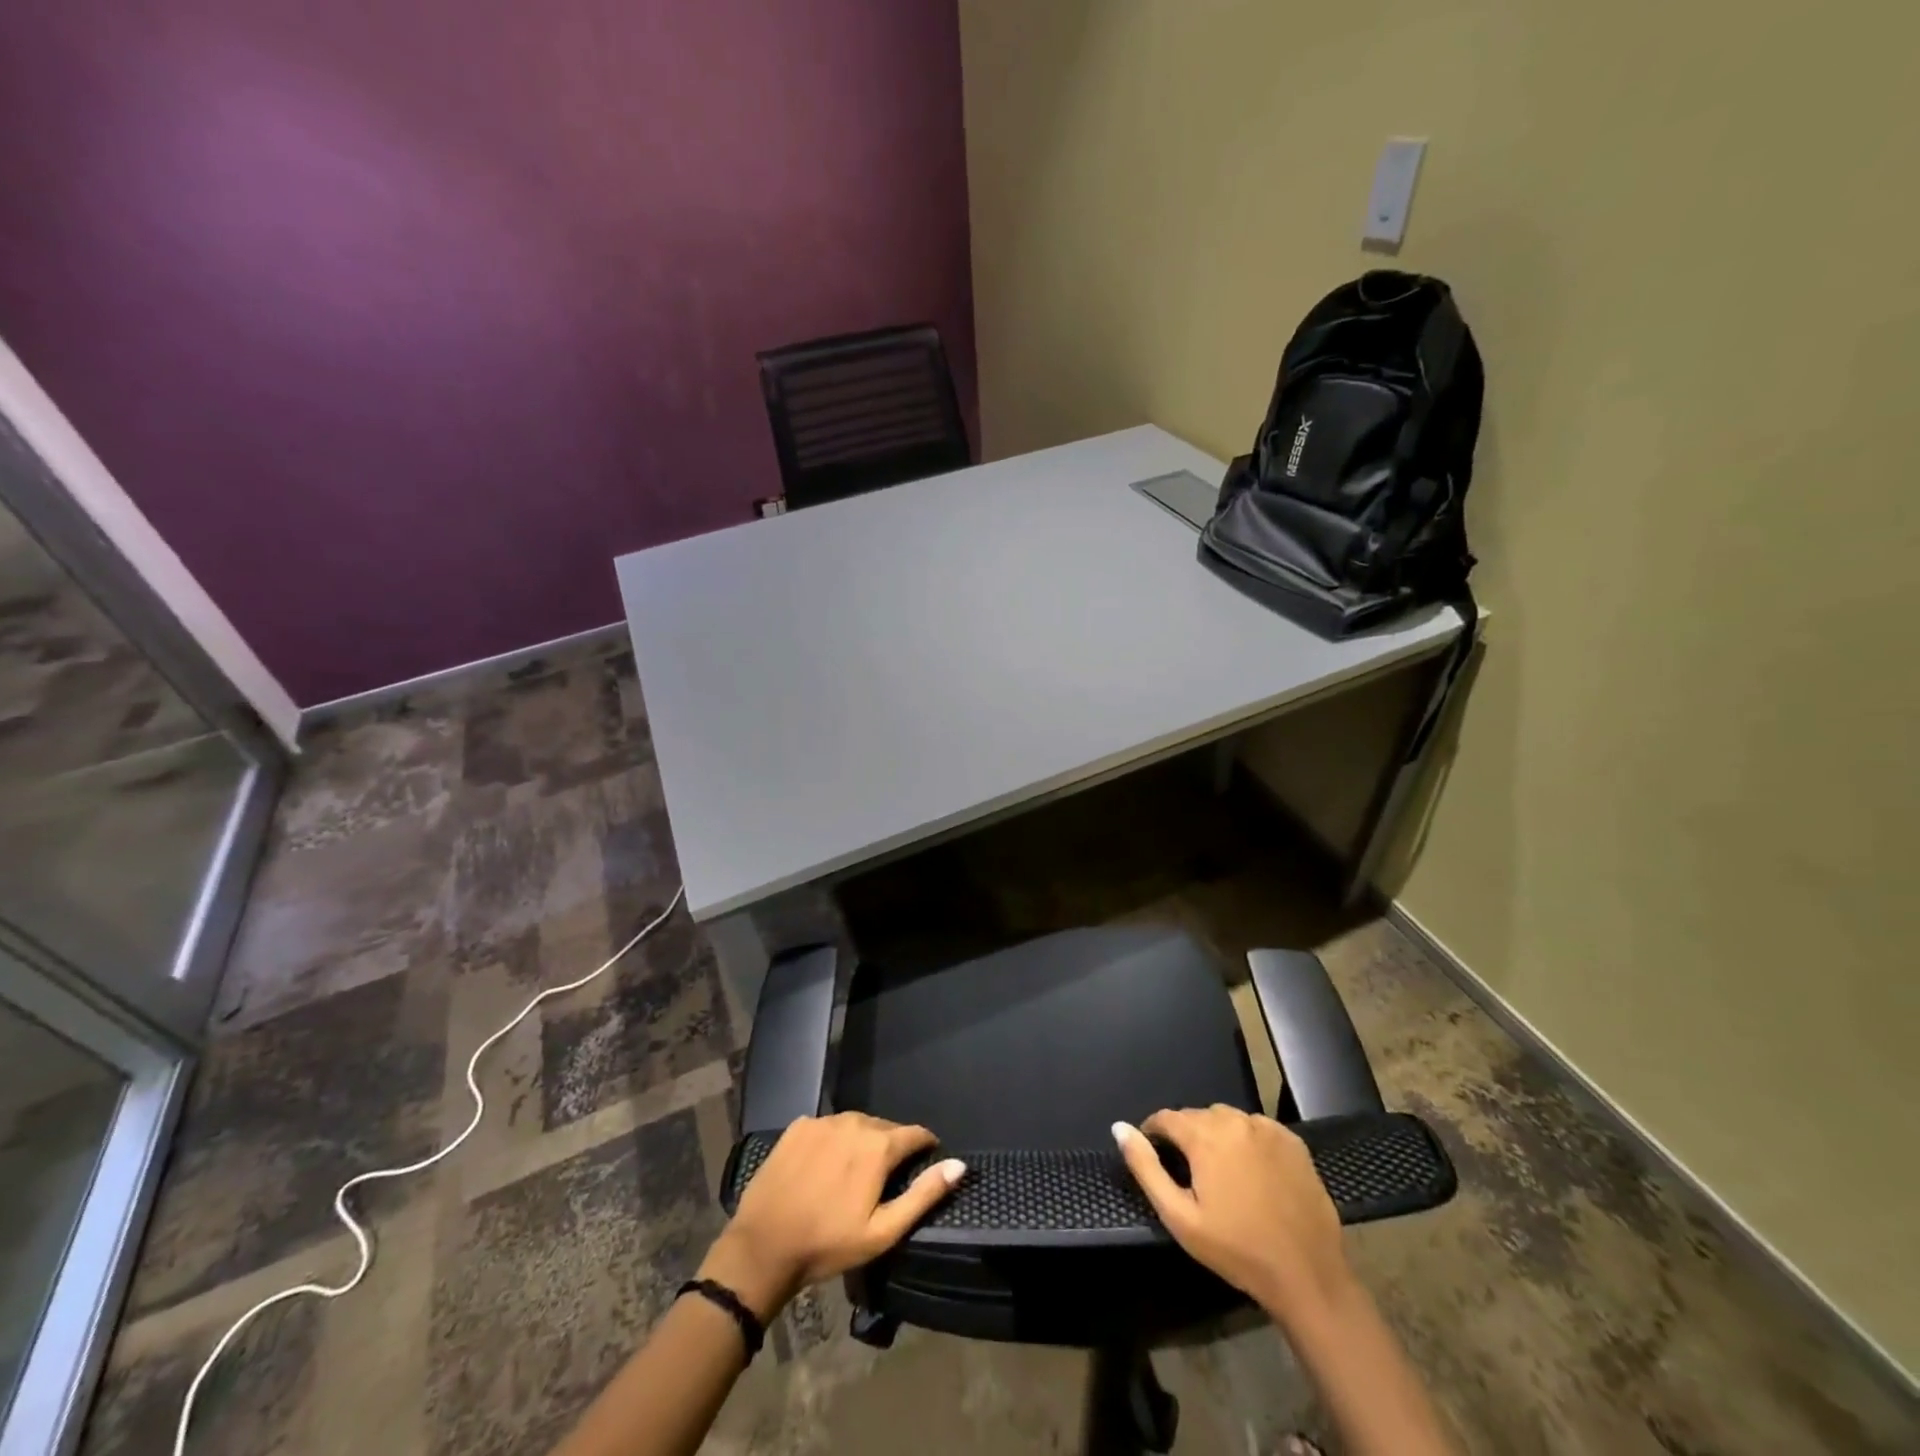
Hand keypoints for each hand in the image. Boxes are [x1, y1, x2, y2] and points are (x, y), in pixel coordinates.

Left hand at [698, 1113, 964, 1320]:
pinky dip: (834, 1141)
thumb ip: (924, 1195)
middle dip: (891, 1147)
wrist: (763, 1247)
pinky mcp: (798, 1126)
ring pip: (856, 1125)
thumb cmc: (828, 1244)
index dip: (924, 1147)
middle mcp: (854, 1122)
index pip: (914, 1134)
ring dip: (862, 1142)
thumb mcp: (883, 1231)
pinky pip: (828, 1127)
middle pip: (885, 1128)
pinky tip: (826, 1166)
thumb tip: (959, 1165)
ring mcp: (823, 1121)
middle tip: (886, 1178)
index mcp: (878, 1145)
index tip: (926, 1161)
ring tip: (856, 1172)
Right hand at [1113, 1106, 1353, 1331]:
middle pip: (1198, 1117)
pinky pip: (1257, 1129)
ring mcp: (1267, 1128)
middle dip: (1188, 1137)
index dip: (1155, 1134)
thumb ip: (1145, 1167)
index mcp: (1205, 1134)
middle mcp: (1235, 1120)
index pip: (1166, 1118)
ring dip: (1218, 1137)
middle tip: (1191, 1175)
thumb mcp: (1179, 1216)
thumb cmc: (1236, 1249)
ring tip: (1222, 1173)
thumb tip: (1119, 1128)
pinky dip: (1248, 1142)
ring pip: (1228, 1120)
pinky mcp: (1293, 1142)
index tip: (1155, 1156)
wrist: (1307, 1275)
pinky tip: (1253, 1173)